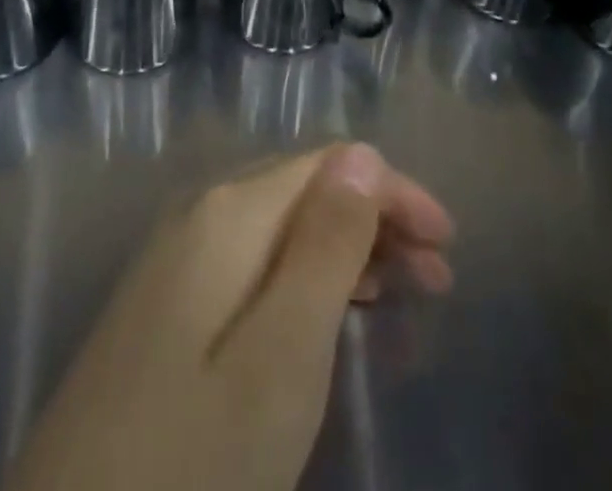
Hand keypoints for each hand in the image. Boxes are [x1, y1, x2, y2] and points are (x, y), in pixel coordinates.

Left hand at [3, 144, 453, 490]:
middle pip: (305, 188)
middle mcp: (199, 211)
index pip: (330, 163)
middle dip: (375, 219)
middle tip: (436, 279)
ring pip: (280, 224)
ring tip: (397, 295)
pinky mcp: (163, 301)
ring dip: (344, 248)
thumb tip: (362, 154)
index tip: (448, 245)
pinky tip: (324, 312)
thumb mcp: (280, 358)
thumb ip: (324, 247)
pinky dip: (302, 274)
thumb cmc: (191, 457)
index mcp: (228, 209)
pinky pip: (251, 259)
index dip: (394, 192)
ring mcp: (174, 254)